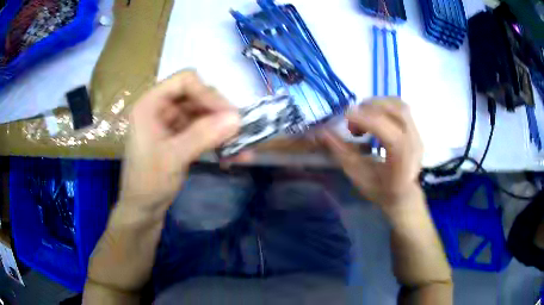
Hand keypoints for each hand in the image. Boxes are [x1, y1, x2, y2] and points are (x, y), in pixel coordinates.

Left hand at [119, 70, 242, 218]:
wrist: (143, 210)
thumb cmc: (148, 183)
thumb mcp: (173, 158)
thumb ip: (203, 135)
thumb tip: (237, 118)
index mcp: (151, 104)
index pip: (185, 81)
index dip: (207, 93)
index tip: (229, 114)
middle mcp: (162, 108)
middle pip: (197, 96)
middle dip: (219, 113)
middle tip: (240, 131)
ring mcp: (172, 123)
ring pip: (204, 115)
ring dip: (223, 129)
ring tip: (243, 146)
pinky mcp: (181, 138)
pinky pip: (204, 131)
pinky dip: (218, 141)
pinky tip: (234, 155)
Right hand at [320, 98, 423, 215]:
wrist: (404, 194)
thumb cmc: (380, 190)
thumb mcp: (358, 176)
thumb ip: (342, 153)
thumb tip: (324, 132)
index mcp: (402, 162)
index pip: (388, 133)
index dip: (366, 120)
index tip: (345, 117)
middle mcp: (414, 145)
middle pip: (396, 112)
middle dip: (370, 109)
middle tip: (352, 120)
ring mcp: (417, 135)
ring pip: (399, 105)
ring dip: (377, 104)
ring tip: (362, 115)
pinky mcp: (415, 129)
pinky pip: (401, 107)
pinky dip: (385, 104)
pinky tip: (374, 114)